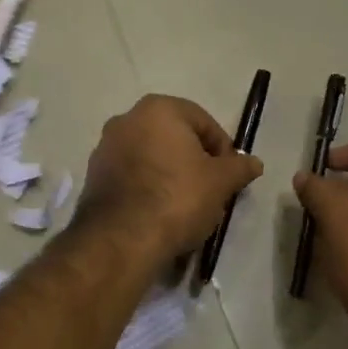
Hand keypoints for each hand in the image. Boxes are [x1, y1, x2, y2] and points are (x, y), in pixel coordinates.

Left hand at [75, 95, 265, 259]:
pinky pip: (131, 176)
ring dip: (170, 174)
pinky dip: (147, 188)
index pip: (204, 123)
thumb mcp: (221, 182)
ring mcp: (105, 147)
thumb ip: (239, 167)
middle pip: (175, 138)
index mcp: (159, 109)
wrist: (122, 239)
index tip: (230, 177)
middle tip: (210, 191)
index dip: (223, 150)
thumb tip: (254, 162)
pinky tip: (159, 214)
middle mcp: (126, 119)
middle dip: (194, 161)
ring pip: (151, 157)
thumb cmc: (178, 198)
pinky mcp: (93, 176)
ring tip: (185, 206)